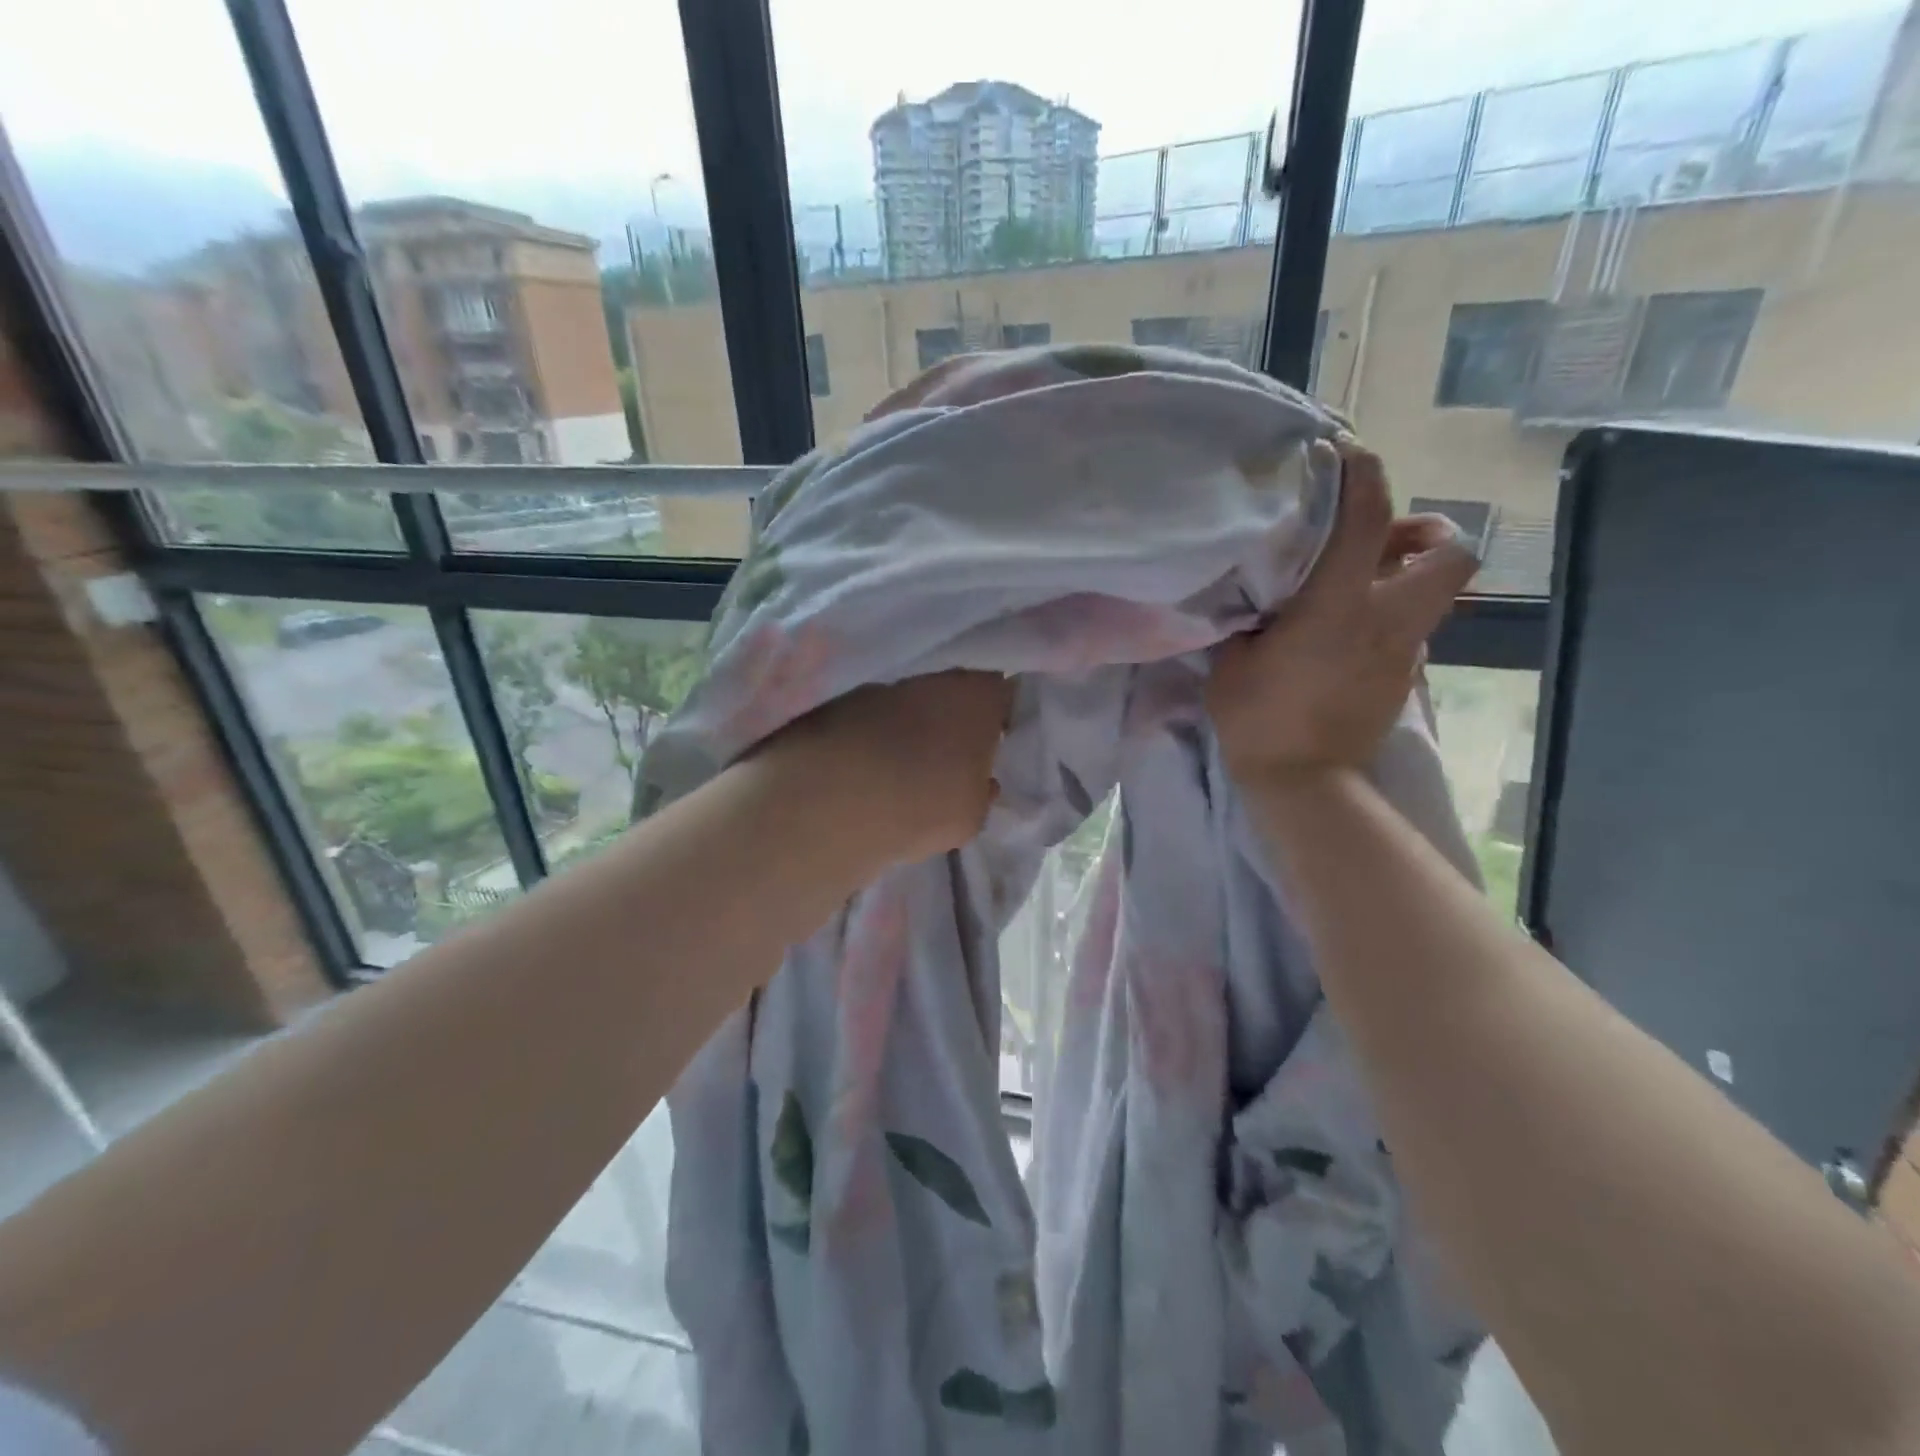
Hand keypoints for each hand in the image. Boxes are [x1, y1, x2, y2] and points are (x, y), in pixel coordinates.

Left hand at [753, 671, 1014, 866]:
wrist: (833, 801)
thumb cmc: (925, 803)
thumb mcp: (973, 814)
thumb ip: (982, 790)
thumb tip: (981, 781)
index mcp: (979, 694)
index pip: (1003, 693)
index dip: (1000, 716)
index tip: (996, 741)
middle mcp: (934, 677)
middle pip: (954, 692)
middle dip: (954, 718)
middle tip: (953, 756)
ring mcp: (884, 686)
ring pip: (912, 703)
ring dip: (912, 726)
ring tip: (906, 767)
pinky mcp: (842, 701)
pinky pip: (873, 718)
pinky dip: (875, 735)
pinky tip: (870, 770)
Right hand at [1207, 436, 1479, 781]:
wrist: (1304, 783)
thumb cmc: (1259, 718)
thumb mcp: (1233, 658)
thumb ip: (1251, 614)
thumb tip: (1260, 591)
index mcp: (1339, 604)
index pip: (1367, 517)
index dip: (1362, 473)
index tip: (1344, 453)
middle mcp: (1388, 617)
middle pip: (1452, 552)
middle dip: (1427, 533)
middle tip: (1380, 539)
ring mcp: (1404, 650)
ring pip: (1434, 591)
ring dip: (1407, 575)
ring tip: (1360, 584)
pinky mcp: (1404, 678)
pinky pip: (1410, 628)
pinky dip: (1390, 616)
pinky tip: (1348, 635)